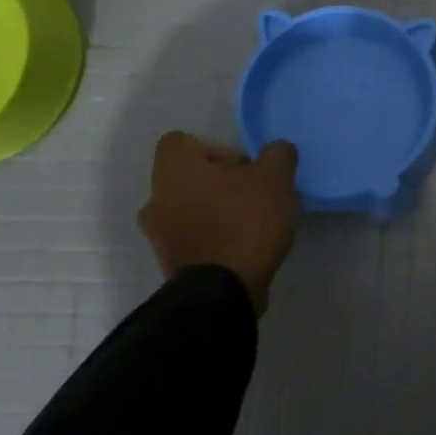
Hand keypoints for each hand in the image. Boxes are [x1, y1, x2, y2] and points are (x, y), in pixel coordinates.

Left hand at [138, 131, 300, 312]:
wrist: (221, 293)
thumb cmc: (243, 222)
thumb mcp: (275, 177)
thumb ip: (278, 154)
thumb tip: (275, 152)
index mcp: (174, 169)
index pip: (181, 141)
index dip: (215, 148)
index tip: (243, 167)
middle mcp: (157, 198)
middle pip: (190, 177)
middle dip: (223, 182)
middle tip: (255, 194)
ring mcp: (160, 235)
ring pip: (192, 208)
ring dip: (219, 210)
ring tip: (255, 223)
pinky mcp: (171, 264)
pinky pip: (195, 237)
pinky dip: (216, 237)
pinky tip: (246, 246)